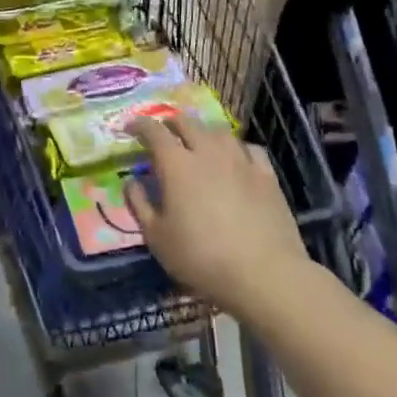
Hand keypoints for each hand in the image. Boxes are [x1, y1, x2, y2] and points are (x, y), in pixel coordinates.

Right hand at [124, 114, 306, 320]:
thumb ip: (139, 204)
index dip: (139, 125)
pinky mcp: (266, 175)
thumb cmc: (202, 258)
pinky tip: (236, 159)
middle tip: (164, 133)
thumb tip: (131, 181)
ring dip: (203, 132)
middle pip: (186, 122)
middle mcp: (207, 151)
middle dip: (170, 123)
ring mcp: (240, 160)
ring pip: (218, 131)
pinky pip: (249, 148)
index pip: (153, 131)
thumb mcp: (157, 238)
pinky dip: (236, 148)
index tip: (130, 128)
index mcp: (177, 164)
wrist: (264, 274)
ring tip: (199, 143)